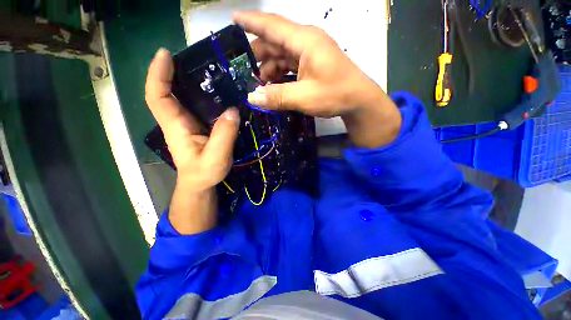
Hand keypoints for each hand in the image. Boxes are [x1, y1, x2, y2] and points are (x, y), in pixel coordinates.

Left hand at [145, 49, 239, 233]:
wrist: (200, 183)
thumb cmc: (204, 173)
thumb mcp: (217, 157)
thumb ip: (224, 135)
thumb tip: (233, 110)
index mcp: (176, 127)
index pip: (158, 96)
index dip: (158, 74)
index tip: (166, 54)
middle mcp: (177, 121)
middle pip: (167, 91)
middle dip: (173, 71)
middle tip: (192, 57)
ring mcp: (186, 123)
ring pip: (181, 97)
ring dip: (188, 80)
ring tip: (207, 69)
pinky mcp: (196, 126)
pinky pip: (195, 105)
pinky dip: (201, 94)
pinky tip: (217, 92)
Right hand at [233, 12, 401, 147]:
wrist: (358, 101)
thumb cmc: (334, 94)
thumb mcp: (304, 97)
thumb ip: (277, 97)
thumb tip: (252, 97)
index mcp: (304, 41)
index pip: (272, 25)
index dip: (251, 22)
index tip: (233, 19)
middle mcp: (306, 42)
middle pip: (275, 42)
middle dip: (258, 56)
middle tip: (245, 72)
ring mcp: (309, 54)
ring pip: (281, 55)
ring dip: (269, 69)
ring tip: (259, 85)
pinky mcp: (311, 66)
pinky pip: (290, 66)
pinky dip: (280, 75)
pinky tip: (274, 87)